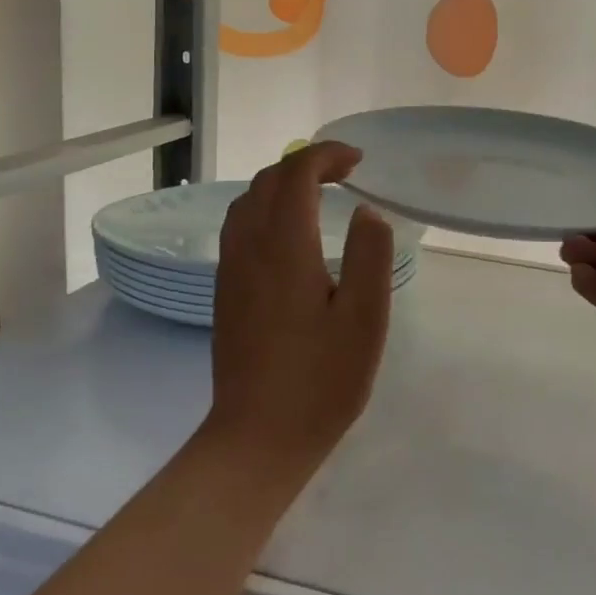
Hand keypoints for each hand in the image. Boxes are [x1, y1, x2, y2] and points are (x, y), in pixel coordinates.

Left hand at [209, 142, 395, 471]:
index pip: (295, 174)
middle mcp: (249, 248)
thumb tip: (367, 212)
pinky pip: (240, 227)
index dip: (326, 156)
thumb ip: (370, 256)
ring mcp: (231, 270)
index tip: (358, 162)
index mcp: (284, 247)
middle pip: (267, 181)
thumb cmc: (320, 380)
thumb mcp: (365, 318)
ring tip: (319, 195)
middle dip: (305, 164)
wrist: (257, 438)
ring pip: (248, 202)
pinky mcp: (225, 292)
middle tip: (346, 174)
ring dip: (282, 185)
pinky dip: (267, 209)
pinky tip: (291, 235)